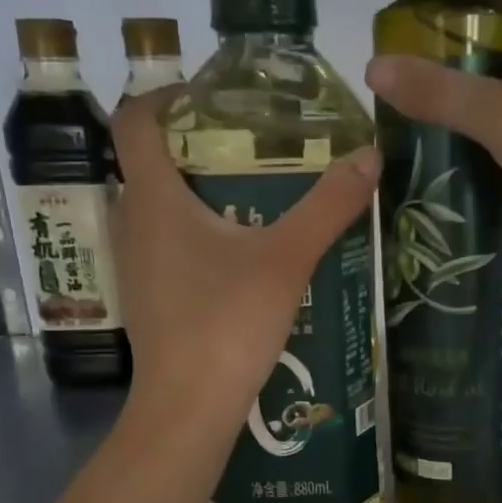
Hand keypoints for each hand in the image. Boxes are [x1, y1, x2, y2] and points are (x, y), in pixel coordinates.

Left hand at [108, 87, 380, 430]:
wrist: (190, 407)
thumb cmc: (228, 323)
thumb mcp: (287, 259)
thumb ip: (328, 207)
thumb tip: (370, 155)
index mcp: (153, 198)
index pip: (135, 119)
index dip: (166, 96)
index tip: (211, 97)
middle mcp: (131, 224)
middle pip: (151, 164)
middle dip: (196, 146)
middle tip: (252, 147)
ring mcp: (135, 266)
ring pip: (160, 209)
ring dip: (199, 195)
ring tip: (256, 197)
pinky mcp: (149, 299)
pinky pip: (166, 247)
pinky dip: (197, 235)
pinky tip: (242, 257)